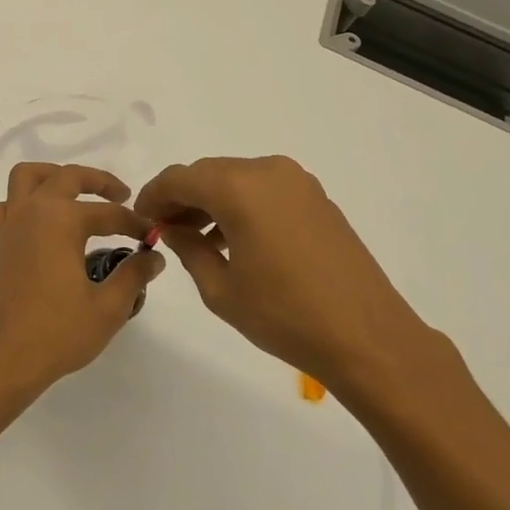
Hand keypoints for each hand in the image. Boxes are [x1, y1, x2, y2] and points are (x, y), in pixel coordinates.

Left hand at [0, 162, 162, 396]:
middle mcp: (33, 212)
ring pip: (27, 178)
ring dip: (54, 176)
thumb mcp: (108, 307)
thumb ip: (133, 275)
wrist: (4, 358)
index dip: (134, 223)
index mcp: (61, 220)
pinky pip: (7, 206)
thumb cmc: (58, 332)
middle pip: (67, 177)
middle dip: (98, 181)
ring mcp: (10, 225)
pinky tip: (41, 222)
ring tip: (77, 194)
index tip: (152, 236)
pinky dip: (23, 203)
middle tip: (122, 196)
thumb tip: (154, 257)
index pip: (108, 213)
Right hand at [134, 155, 439, 411]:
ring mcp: (296, 182)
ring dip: (211, 201)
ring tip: (195, 238)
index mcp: (238, 188)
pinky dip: (241, 204)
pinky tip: (233, 239)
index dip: (153, 196)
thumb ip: (189, 249)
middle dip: (181, 197)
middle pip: (208, 173)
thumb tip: (172, 229)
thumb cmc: (286, 316)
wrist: (369, 337)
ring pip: (236, 179)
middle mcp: (266, 171)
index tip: (140, 219)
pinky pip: (263, 189)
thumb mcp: (222, 290)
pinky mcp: (316, 197)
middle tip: (164, 229)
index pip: (179, 178)